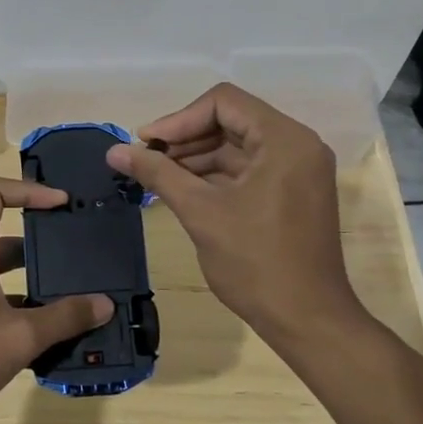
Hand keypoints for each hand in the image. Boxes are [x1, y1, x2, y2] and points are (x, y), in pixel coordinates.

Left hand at [0, 175, 111, 423]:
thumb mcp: (18, 338)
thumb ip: (64, 318)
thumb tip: (105, 303)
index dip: (26, 189)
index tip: (61, 204)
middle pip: (2, 236)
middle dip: (42, 243)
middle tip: (78, 254)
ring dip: (33, 280)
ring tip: (72, 296)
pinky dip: (19, 308)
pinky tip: (45, 334)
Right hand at [107, 83, 362, 343]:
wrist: (308, 321)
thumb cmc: (256, 263)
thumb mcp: (200, 212)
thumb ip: (158, 173)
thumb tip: (114, 150)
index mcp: (284, 139)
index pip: (223, 102)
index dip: (179, 119)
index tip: (146, 144)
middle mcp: (297, 144)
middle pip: (230, 121)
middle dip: (185, 139)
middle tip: (146, 161)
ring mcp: (297, 169)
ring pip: (237, 146)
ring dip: (196, 157)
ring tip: (157, 177)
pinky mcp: (293, 192)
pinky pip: (248, 169)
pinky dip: (215, 175)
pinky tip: (182, 190)